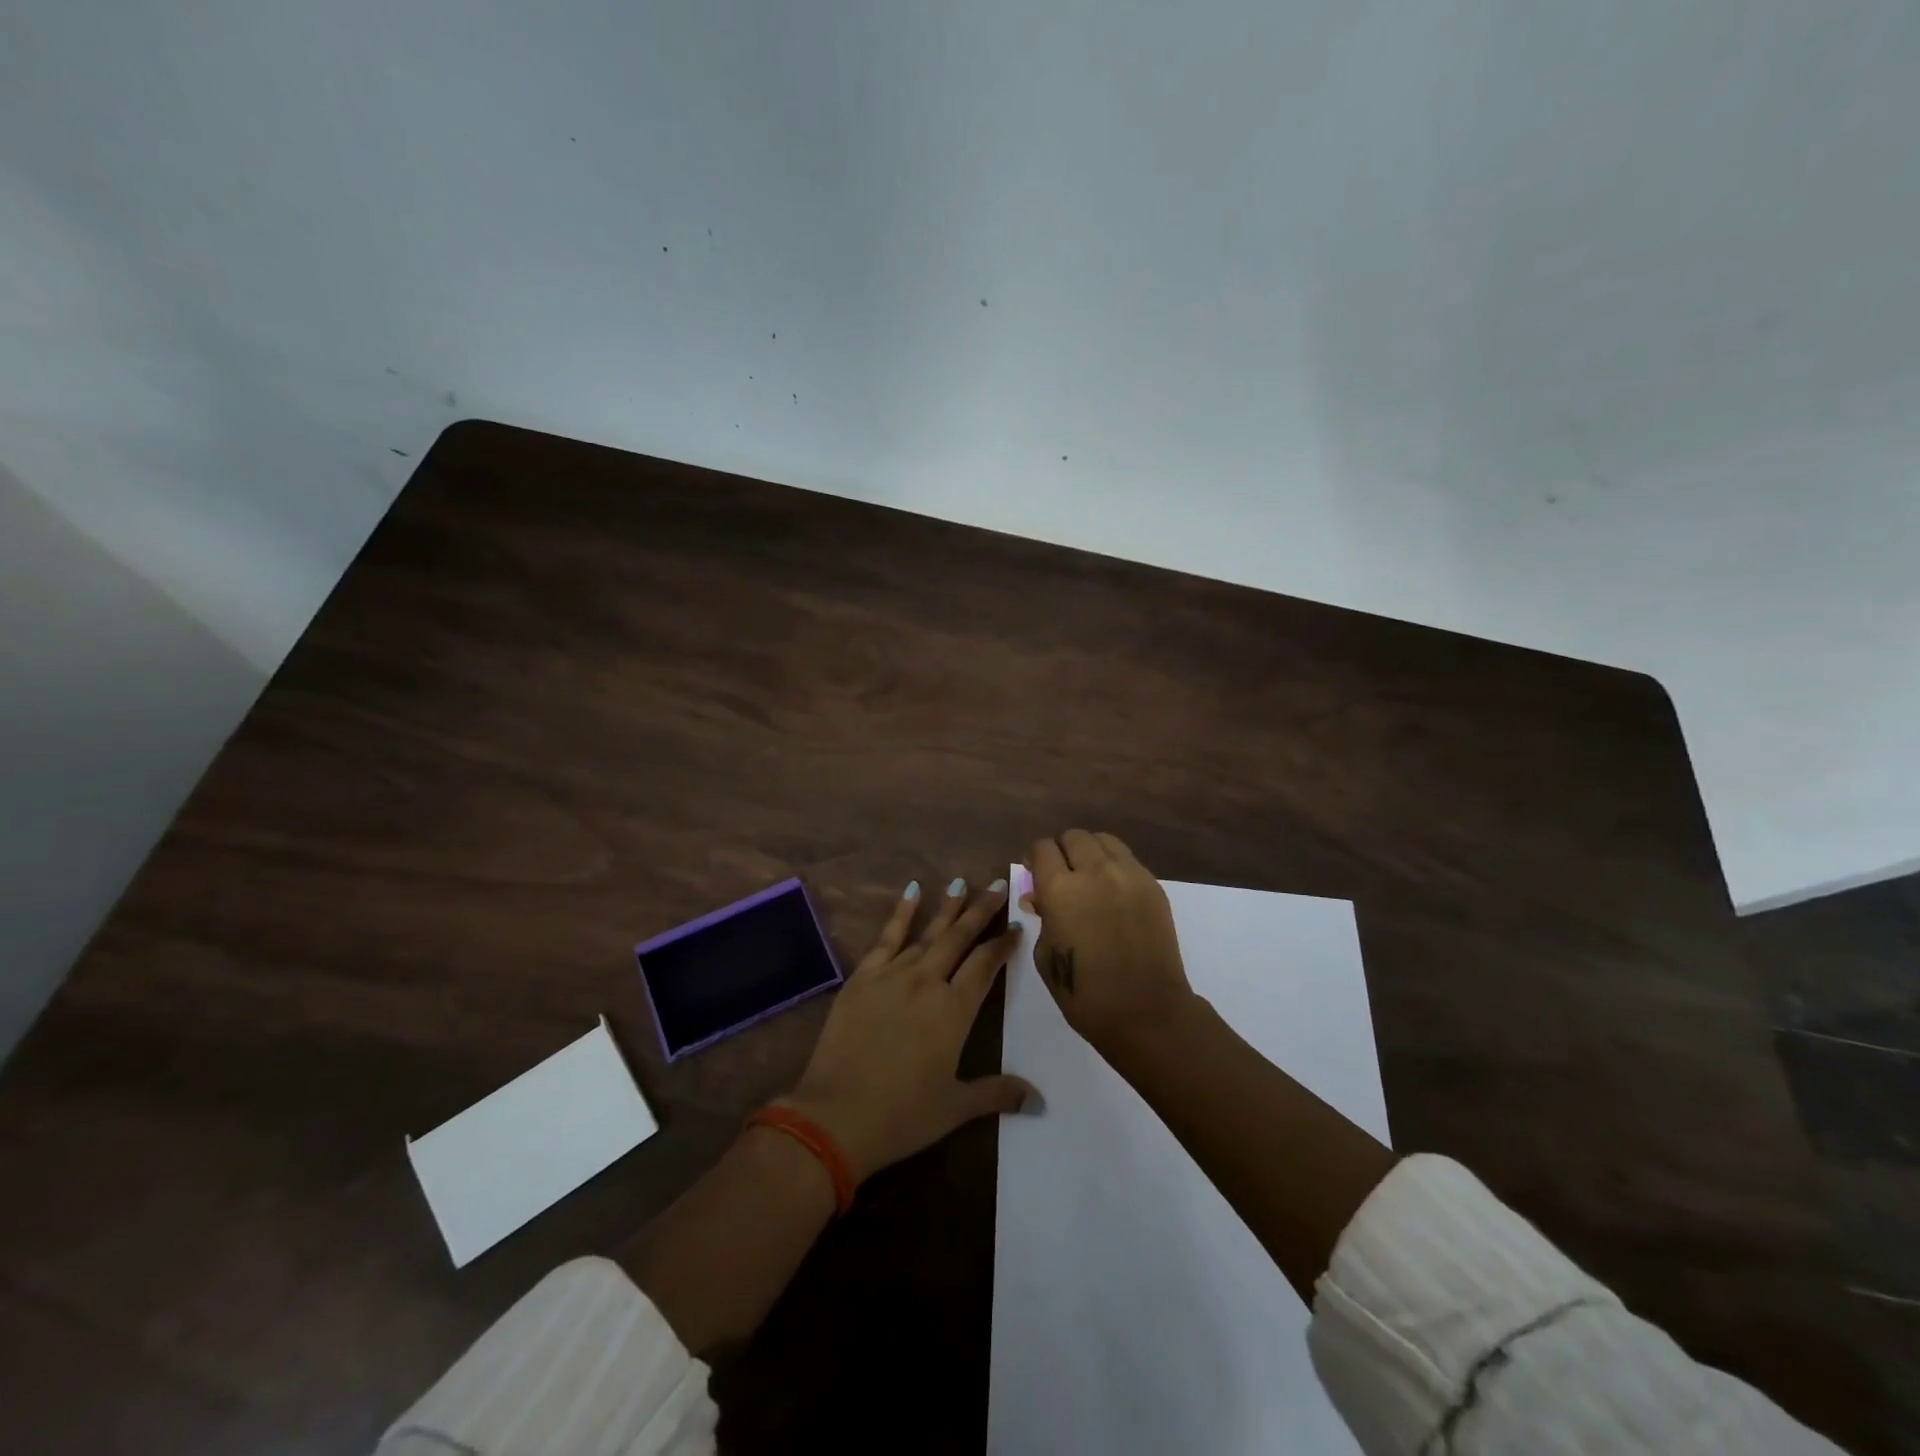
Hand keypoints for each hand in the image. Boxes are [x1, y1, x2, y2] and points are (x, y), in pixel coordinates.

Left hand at [784, 877, 1035, 1182]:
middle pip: (960, 938)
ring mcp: (892, 975)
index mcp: (954, 1010)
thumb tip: (1038, 1098)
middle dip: (981, 910)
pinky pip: (886, 938)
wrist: (835, 1116)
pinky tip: (912, 891)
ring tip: (962, 882)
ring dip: (947, 908)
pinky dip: (901, 913)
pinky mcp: (862, 978)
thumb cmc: (902, 1116)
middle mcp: (927, 982)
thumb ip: (997, 1093)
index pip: (986, 965)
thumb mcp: (955, 1108)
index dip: (1003, 943)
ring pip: (927, 933)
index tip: (1017, 926)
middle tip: (997, 885)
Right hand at [1026, 831, 1193, 1053]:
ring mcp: (1128, 875)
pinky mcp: (1153, 885)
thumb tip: (1039, 897)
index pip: (1042, 848)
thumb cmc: (1085, 993)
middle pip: (1073, 837)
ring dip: (1089, 852)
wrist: (1145, 1012)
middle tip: (1060, 875)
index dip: (1034, 858)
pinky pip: (1127, 859)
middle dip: (1061, 851)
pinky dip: (1114, 865)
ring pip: (1103, 840)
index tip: (1033, 873)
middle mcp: (1094, 871)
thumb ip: (1042, 917)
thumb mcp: (1047, 955)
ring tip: (1088, 876)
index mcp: (1059, 889)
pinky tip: (1112, 891)